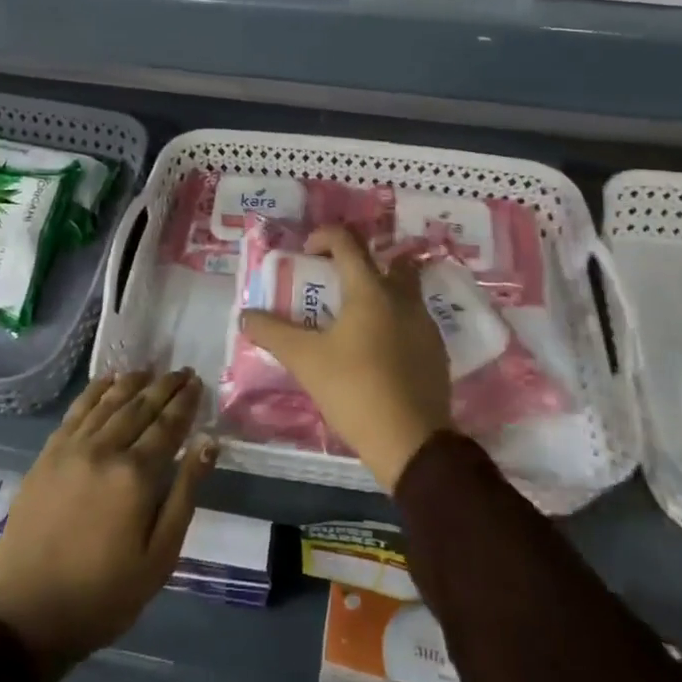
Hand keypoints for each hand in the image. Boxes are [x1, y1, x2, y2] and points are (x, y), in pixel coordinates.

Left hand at [0, 369, 214, 681]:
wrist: (27, 616)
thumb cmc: (103, 595)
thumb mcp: (159, 557)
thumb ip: (185, 493)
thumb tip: (209, 443)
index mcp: (136, 475)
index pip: (168, 425)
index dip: (185, 402)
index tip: (198, 383)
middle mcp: (105, 449)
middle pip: (141, 405)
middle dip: (165, 386)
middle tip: (182, 371)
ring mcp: (73, 447)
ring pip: (110, 401)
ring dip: (134, 381)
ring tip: (151, 370)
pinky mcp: (48, 453)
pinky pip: (77, 409)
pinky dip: (97, 390)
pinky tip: (109, 380)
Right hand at [240, 225, 451, 489]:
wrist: (412, 444)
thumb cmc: (355, 390)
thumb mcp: (305, 360)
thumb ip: (272, 333)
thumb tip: (245, 315)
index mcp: (371, 289)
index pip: (347, 241)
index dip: (323, 237)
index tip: (306, 255)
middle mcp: (402, 296)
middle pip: (386, 260)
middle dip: (360, 264)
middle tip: (335, 285)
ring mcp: (425, 323)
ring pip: (403, 291)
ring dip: (379, 293)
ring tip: (352, 321)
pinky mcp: (436, 351)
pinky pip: (412, 320)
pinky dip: (394, 322)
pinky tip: (376, 351)